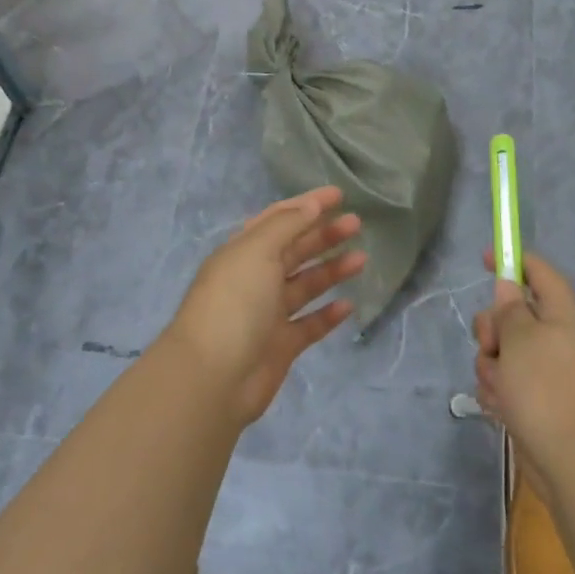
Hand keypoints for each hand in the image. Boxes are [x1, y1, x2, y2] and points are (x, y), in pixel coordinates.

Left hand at [164, 187, 365, 425]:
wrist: (213, 378)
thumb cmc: (234, 304)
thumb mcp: (257, 252)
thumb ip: (287, 225)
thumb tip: (312, 205)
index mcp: (243, 252)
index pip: (279, 219)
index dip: (307, 205)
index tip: (339, 195)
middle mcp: (254, 279)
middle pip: (295, 250)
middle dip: (324, 235)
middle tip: (357, 224)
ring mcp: (267, 314)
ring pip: (305, 285)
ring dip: (332, 270)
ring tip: (361, 259)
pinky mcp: (280, 346)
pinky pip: (309, 324)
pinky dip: (328, 314)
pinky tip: (348, 305)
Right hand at [472, 250, 574, 491]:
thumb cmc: (547, 390)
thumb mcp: (521, 338)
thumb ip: (509, 310)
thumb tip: (510, 286)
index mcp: (561, 316)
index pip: (539, 274)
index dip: (515, 261)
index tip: (486, 257)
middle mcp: (555, 339)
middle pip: (512, 316)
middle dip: (491, 329)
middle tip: (491, 345)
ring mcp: (545, 373)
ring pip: (502, 353)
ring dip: (491, 366)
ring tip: (500, 388)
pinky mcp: (535, 403)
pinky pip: (505, 384)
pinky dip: (498, 393)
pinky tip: (501, 409)